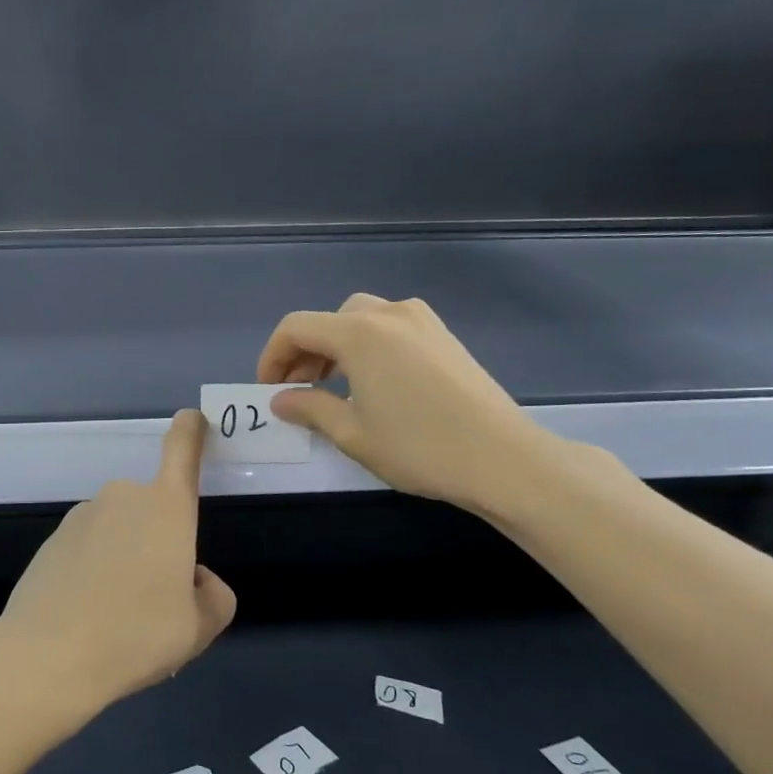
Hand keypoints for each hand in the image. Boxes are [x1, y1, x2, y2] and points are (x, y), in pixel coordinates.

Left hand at [0, 410, 236, 715]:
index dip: (190, 431)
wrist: (48, 656)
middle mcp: (124, 498)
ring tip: (118, 618)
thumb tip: (194, 580)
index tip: (191, 417)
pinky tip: (86, 615)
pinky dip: (94, 571)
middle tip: (157, 601)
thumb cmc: (136, 635)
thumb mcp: (198, 627)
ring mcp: (82, 516)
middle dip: (159, 543)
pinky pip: (88, 548)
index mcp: (166, 508)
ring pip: (119, 532)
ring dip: (125, 559)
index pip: (181, 451)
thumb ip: (213, 596)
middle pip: (153, 510)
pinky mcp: (53, 539)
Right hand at [257, 293, 557, 516]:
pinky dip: (368, 346)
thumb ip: (309, 409)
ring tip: (333, 387)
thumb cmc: (419, 447)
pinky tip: (374, 382)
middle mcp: (388, 314)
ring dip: (336, 347)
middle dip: (305, 352)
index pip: (296, 328)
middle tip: (299, 391)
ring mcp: (421, 321)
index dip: (273, 356)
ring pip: (361, 319)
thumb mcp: (352, 434)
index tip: (269, 390)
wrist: (503, 459)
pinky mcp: (444, 336)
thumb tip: (281, 400)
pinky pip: (391, 327)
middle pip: (329, 320)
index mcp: (359, 333)